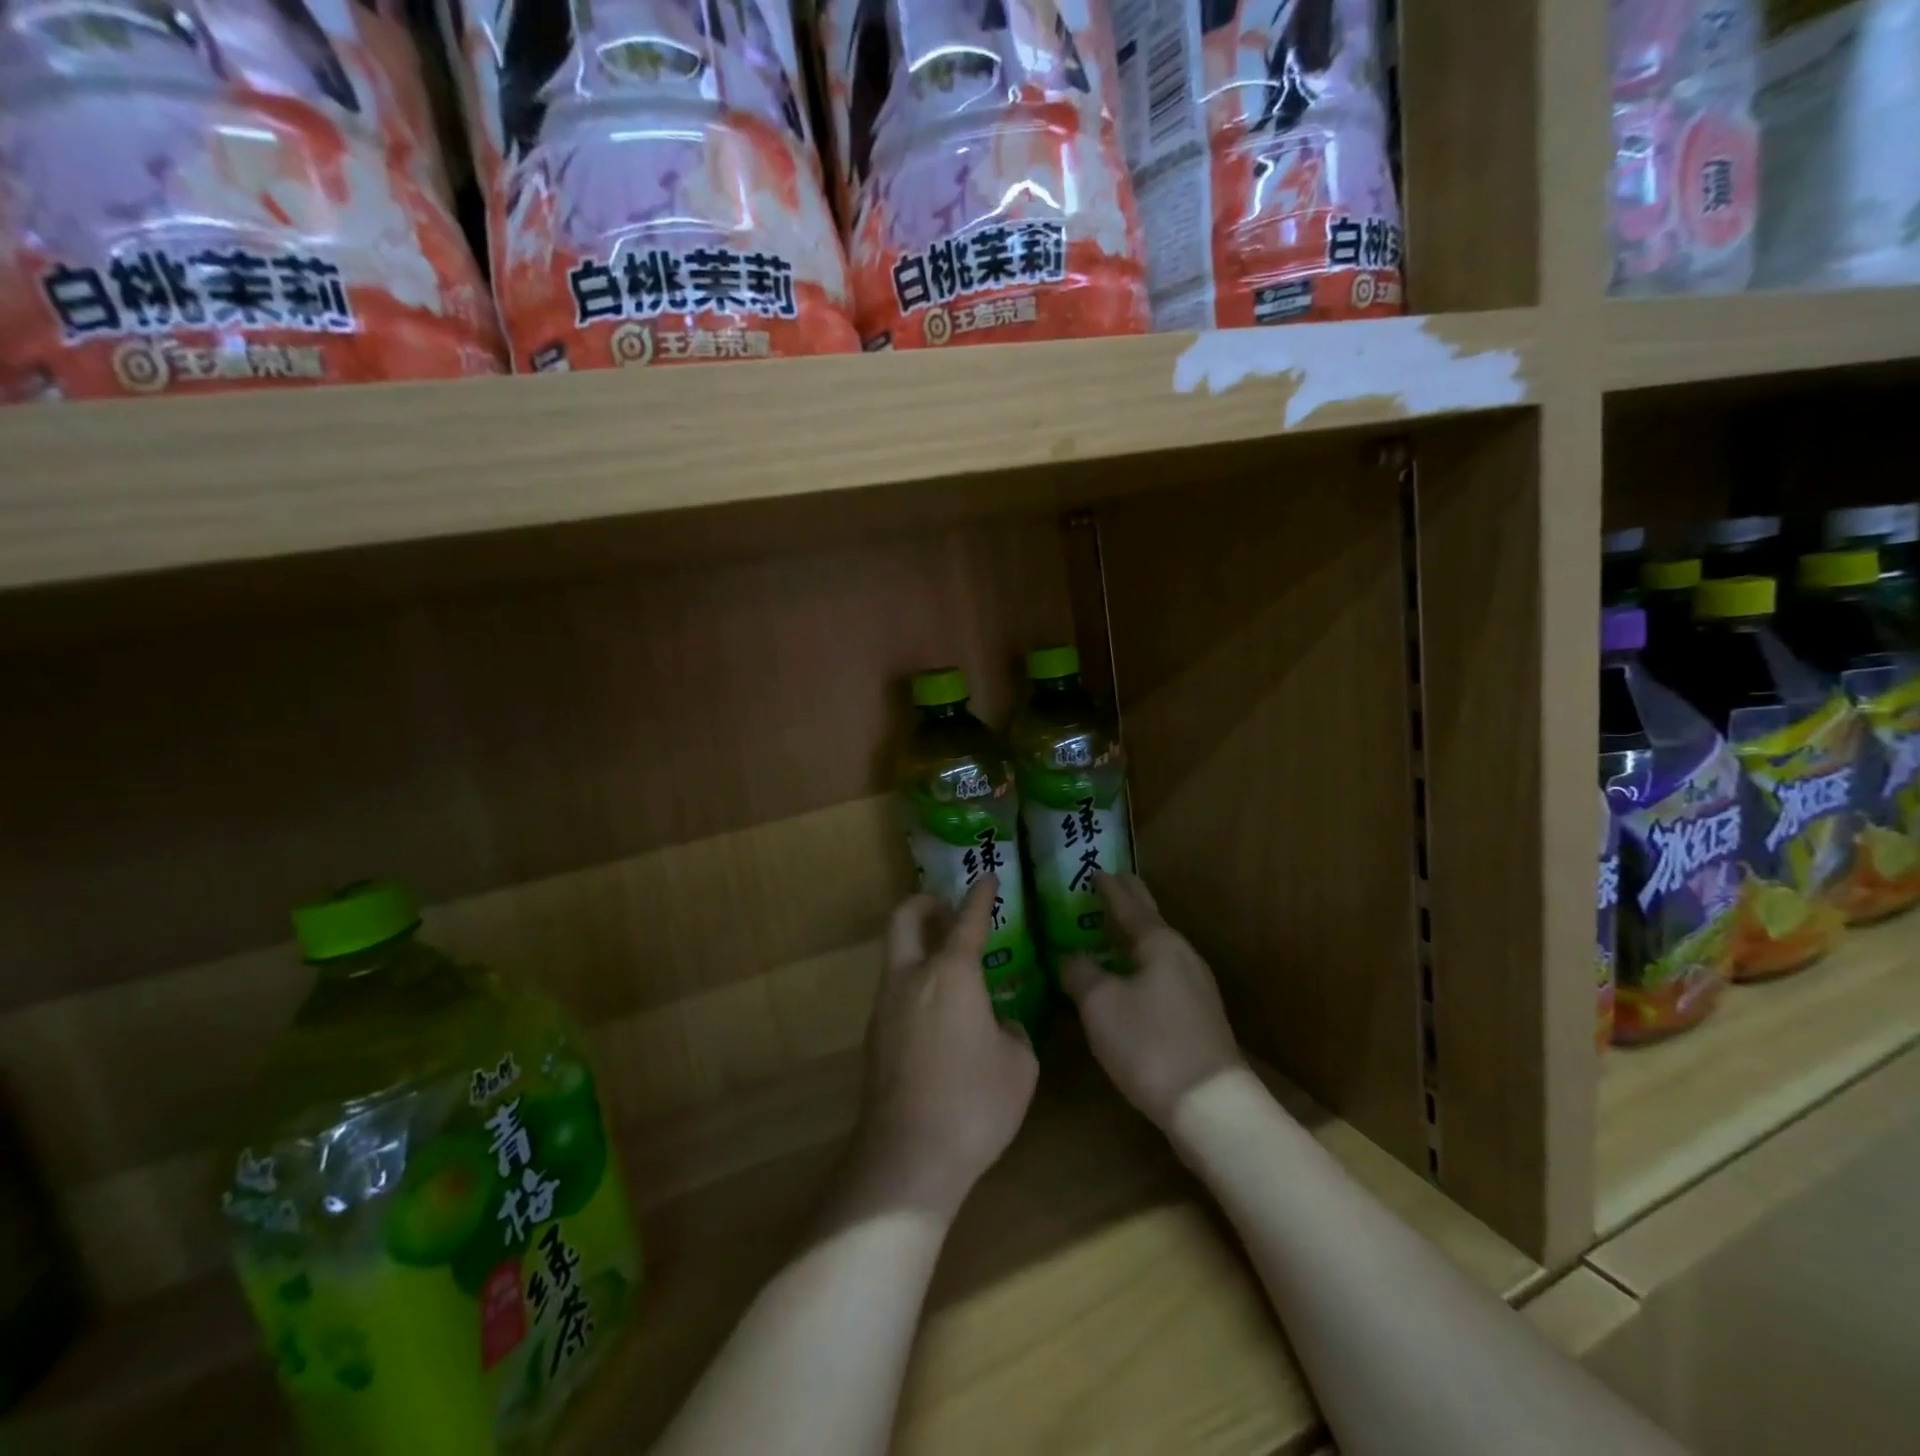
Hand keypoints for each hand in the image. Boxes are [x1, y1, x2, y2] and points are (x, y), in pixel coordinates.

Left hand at [836, 876, 1038, 1224]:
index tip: (987, 878)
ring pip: (896, 957)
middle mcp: (911, 978)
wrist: (909, 1158)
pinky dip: (914, 984)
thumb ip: (1012, 1033)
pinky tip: (938, 1016)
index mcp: (951, 974)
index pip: (967, 921)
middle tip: (945, 908)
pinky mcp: (873, 1038)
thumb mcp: (1019, 1066)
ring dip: (918, 947)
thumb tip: (999, 1025)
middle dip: (924, 903)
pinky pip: (895, 993)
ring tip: (949, 968)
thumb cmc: (974, 1104)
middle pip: (904, 919)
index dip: (979, 896)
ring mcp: (885, 1007)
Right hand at [1062, 872, 1242, 1128]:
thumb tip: (1069, 957)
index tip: (1095, 870)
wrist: (1209, 1105)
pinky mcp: (1197, 1017)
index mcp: (1158, 942)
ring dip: (1133, 935)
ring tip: (1110, 929)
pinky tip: (1128, 978)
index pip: (1129, 903)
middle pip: (1149, 920)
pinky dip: (1140, 963)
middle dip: (1128, 902)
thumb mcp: (1099, 1003)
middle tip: (1108, 885)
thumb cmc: (1149, 1043)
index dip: (1109, 887)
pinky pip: (1161, 973)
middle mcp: (1181, 956)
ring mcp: (1195, 987)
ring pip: (1156, 948)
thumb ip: (1079, 971)